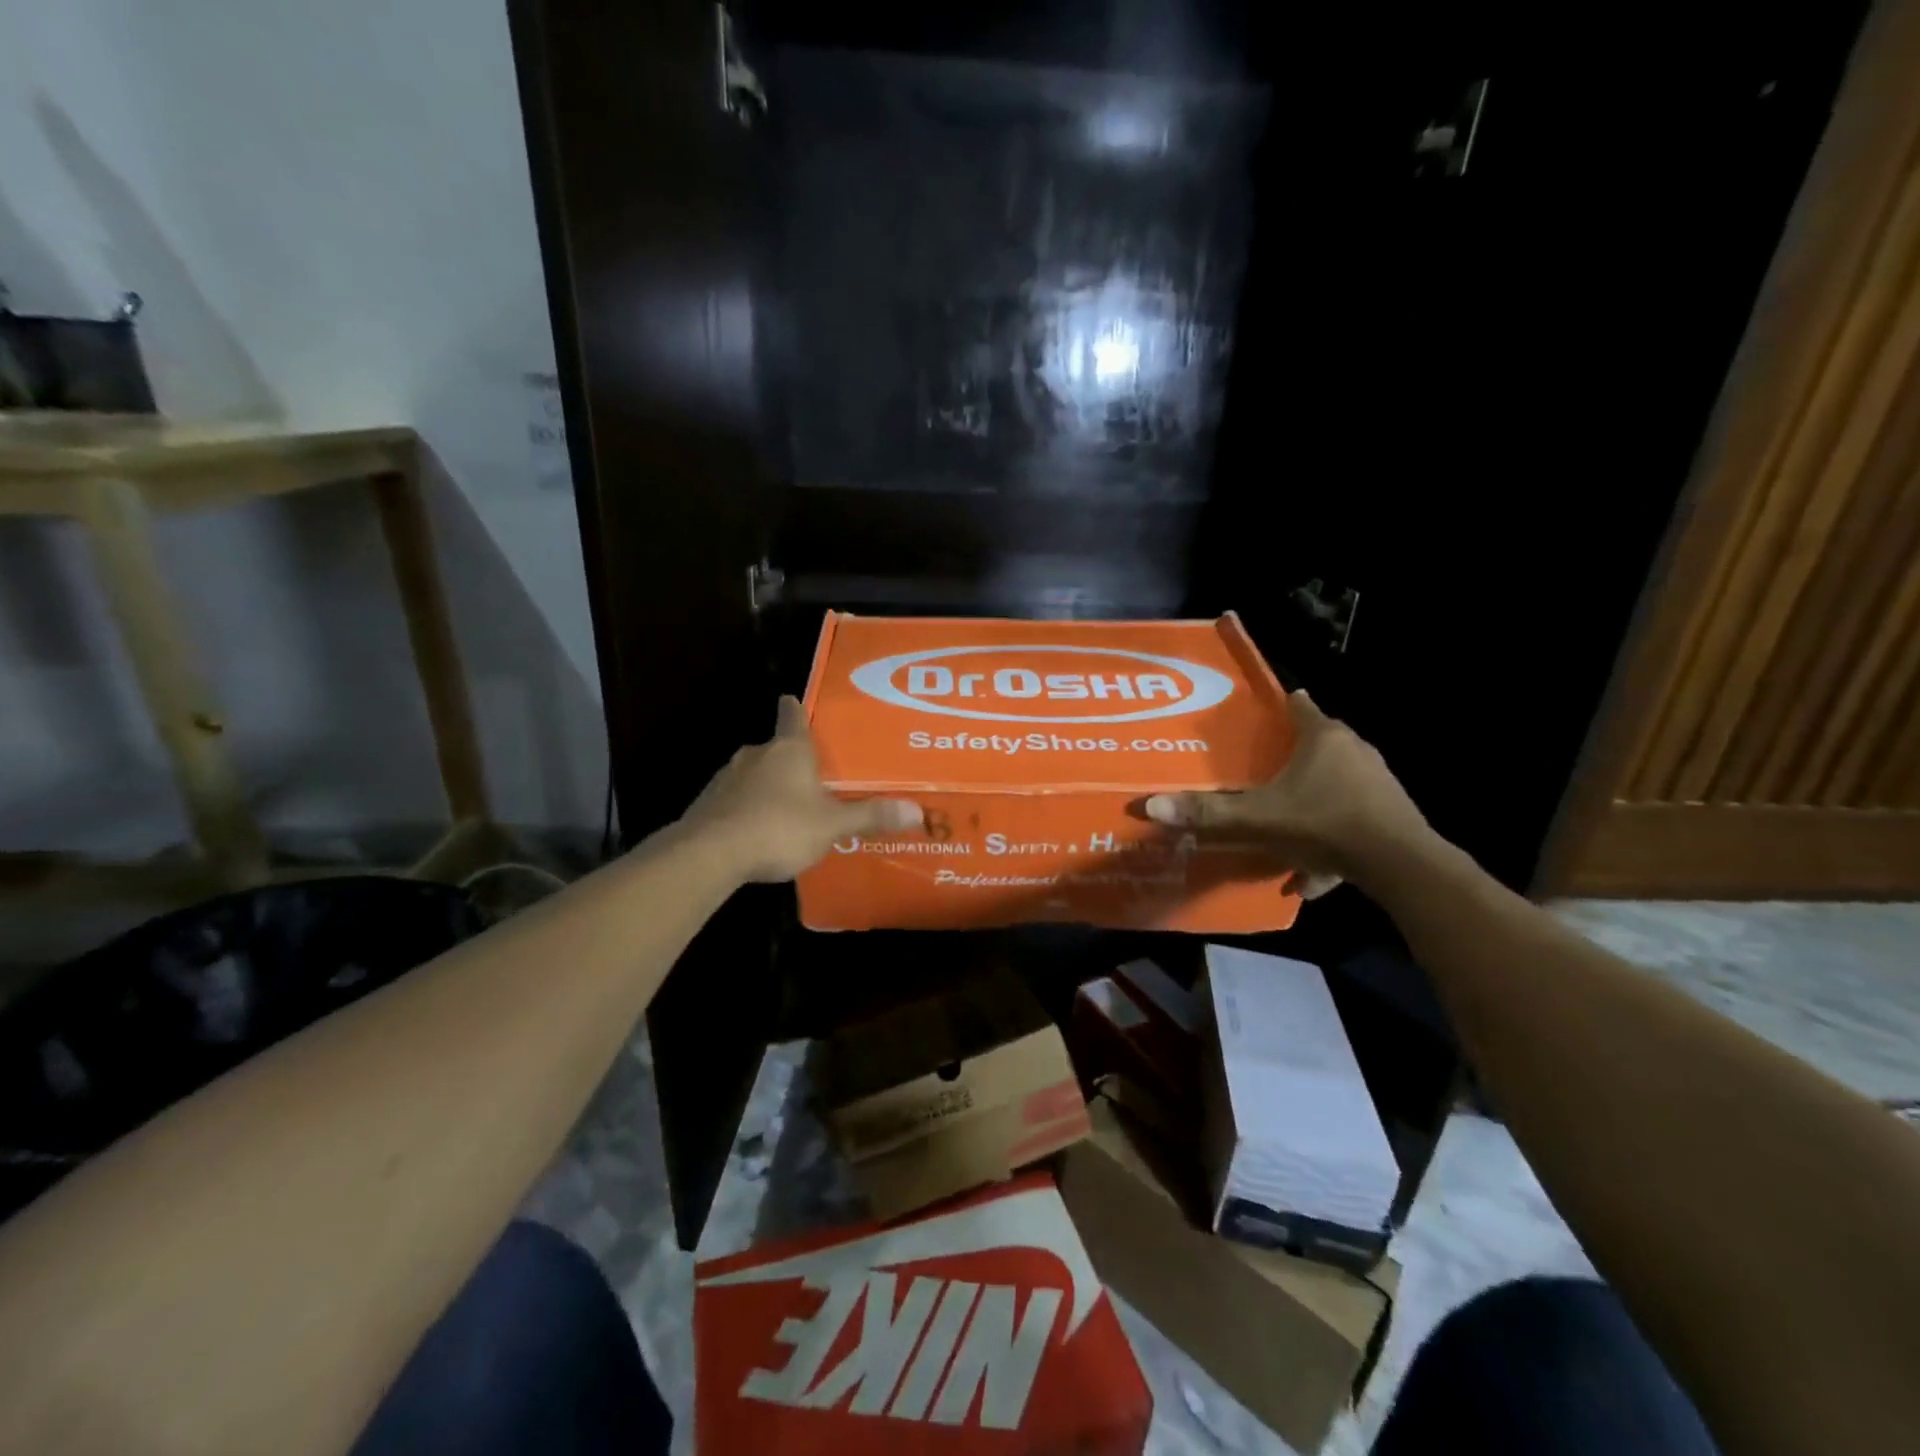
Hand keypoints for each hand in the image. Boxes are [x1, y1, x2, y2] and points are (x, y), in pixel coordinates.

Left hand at [681, 696, 922, 882]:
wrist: (709, 854)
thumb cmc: (779, 827)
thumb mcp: (832, 825)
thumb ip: (871, 816)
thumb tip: (919, 811)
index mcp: (789, 750)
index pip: (793, 716)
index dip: (796, 708)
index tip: (793, 701)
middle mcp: (756, 755)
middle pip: (775, 748)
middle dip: (790, 759)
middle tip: (811, 775)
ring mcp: (727, 778)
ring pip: (753, 774)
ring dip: (767, 785)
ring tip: (787, 808)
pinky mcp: (708, 804)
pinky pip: (735, 799)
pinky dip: (747, 808)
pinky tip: (758, 830)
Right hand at [1144, 689, 1429, 897]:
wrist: (1399, 864)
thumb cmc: (1324, 822)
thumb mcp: (1258, 818)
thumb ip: (1208, 813)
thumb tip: (1149, 805)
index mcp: (1323, 738)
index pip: (1299, 707)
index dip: (1281, 707)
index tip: (1265, 713)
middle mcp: (1355, 751)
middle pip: (1320, 743)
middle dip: (1294, 756)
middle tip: (1264, 772)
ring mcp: (1378, 782)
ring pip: (1337, 783)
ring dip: (1313, 799)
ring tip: (1286, 822)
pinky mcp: (1391, 813)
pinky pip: (1352, 818)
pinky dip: (1332, 837)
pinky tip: (1312, 873)